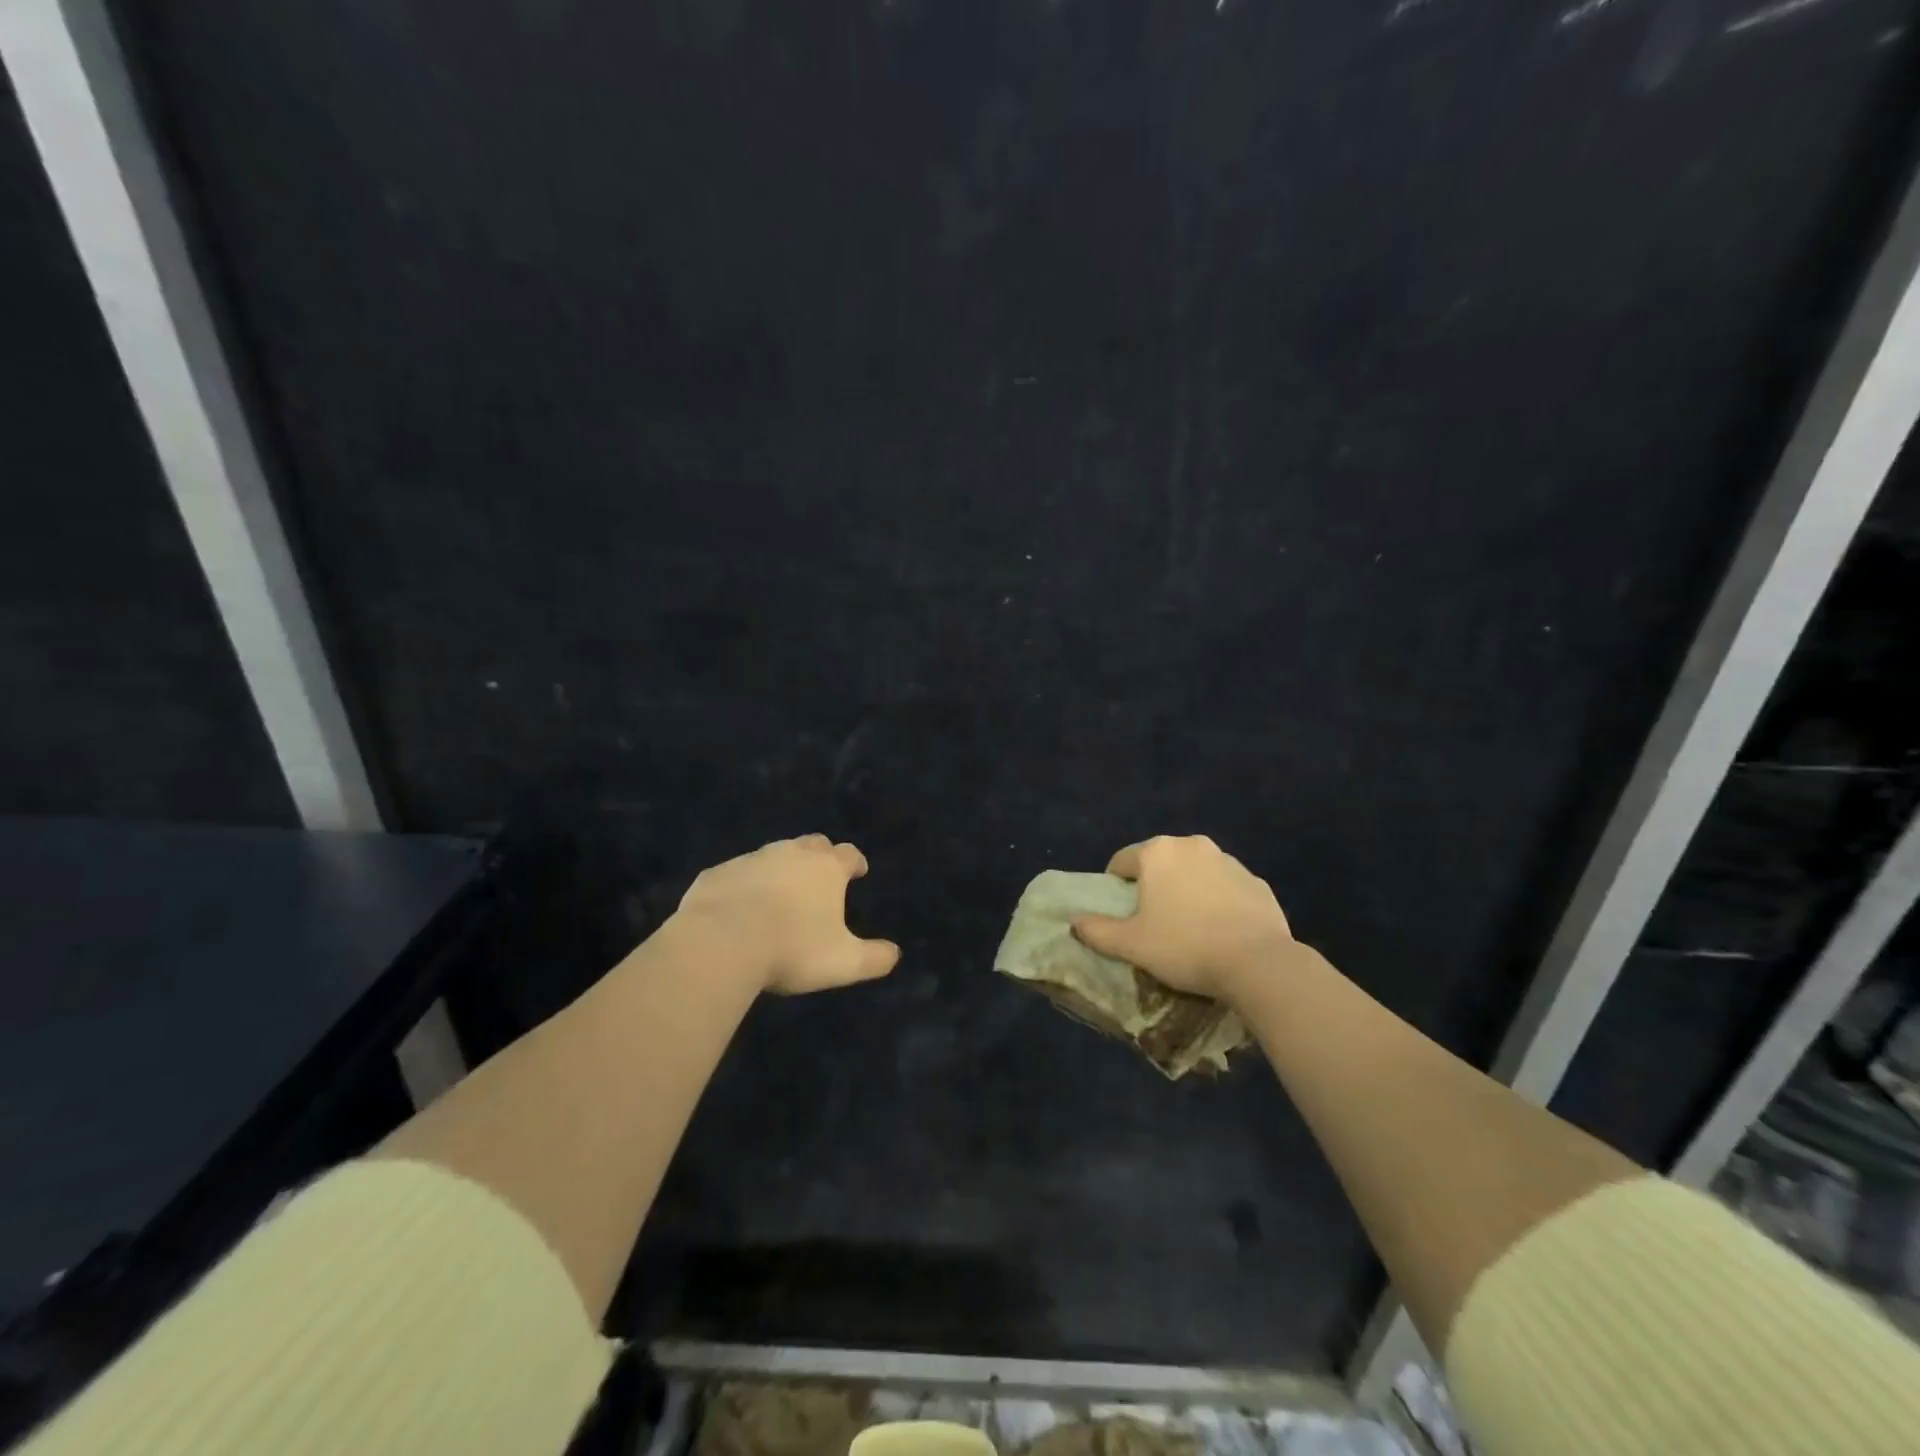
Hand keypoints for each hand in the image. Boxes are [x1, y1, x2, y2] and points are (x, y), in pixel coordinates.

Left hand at [672, 835, 899, 993]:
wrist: (721, 942)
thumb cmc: (792, 948)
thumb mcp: (843, 963)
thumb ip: (874, 958)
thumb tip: (895, 954)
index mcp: (826, 869)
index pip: (849, 854)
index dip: (856, 862)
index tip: (858, 871)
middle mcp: (790, 854)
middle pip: (812, 844)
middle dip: (820, 855)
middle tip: (820, 876)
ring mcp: (751, 859)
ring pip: (772, 854)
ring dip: (780, 868)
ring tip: (779, 892)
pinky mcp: (717, 873)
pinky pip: (736, 874)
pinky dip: (744, 884)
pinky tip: (739, 906)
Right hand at [1072, 835, 1293, 1003]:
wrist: (1259, 963)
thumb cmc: (1184, 946)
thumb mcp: (1131, 945)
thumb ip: (1098, 931)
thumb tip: (1075, 923)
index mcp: (1157, 853)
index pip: (1121, 861)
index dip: (1115, 887)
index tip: (1121, 915)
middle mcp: (1192, 845)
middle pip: (1160, 863)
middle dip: (1153, 887)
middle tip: (1153, 923)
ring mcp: (1229, 861)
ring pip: (1195, 873)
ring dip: (1187, 892)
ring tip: (1189, 929)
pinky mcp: (1257, 882)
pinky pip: (1226, 888)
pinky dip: (1218, 902)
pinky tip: (1221, 932)